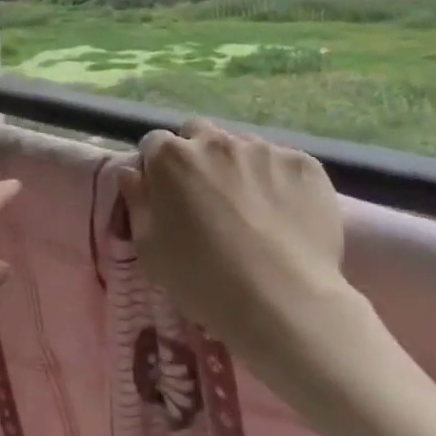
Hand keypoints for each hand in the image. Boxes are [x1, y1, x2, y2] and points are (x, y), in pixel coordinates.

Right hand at [120, 120, 382, 401]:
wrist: (282, 301)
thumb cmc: (202, 278)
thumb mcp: (149, 248)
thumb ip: (137, 201)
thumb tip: (131, 172)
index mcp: (171, 158)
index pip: (154, 143)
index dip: (157, 167)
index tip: (165, 193)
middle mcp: (216, 141)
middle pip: (199, 134)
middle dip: (197, 155)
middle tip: (205, 195)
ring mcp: (264, 150)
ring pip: (243, 146)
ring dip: (238, 166)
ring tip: (250, 207)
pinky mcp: (305, 165)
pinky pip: (284, 164)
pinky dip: (279, 181)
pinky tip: (284, 215)